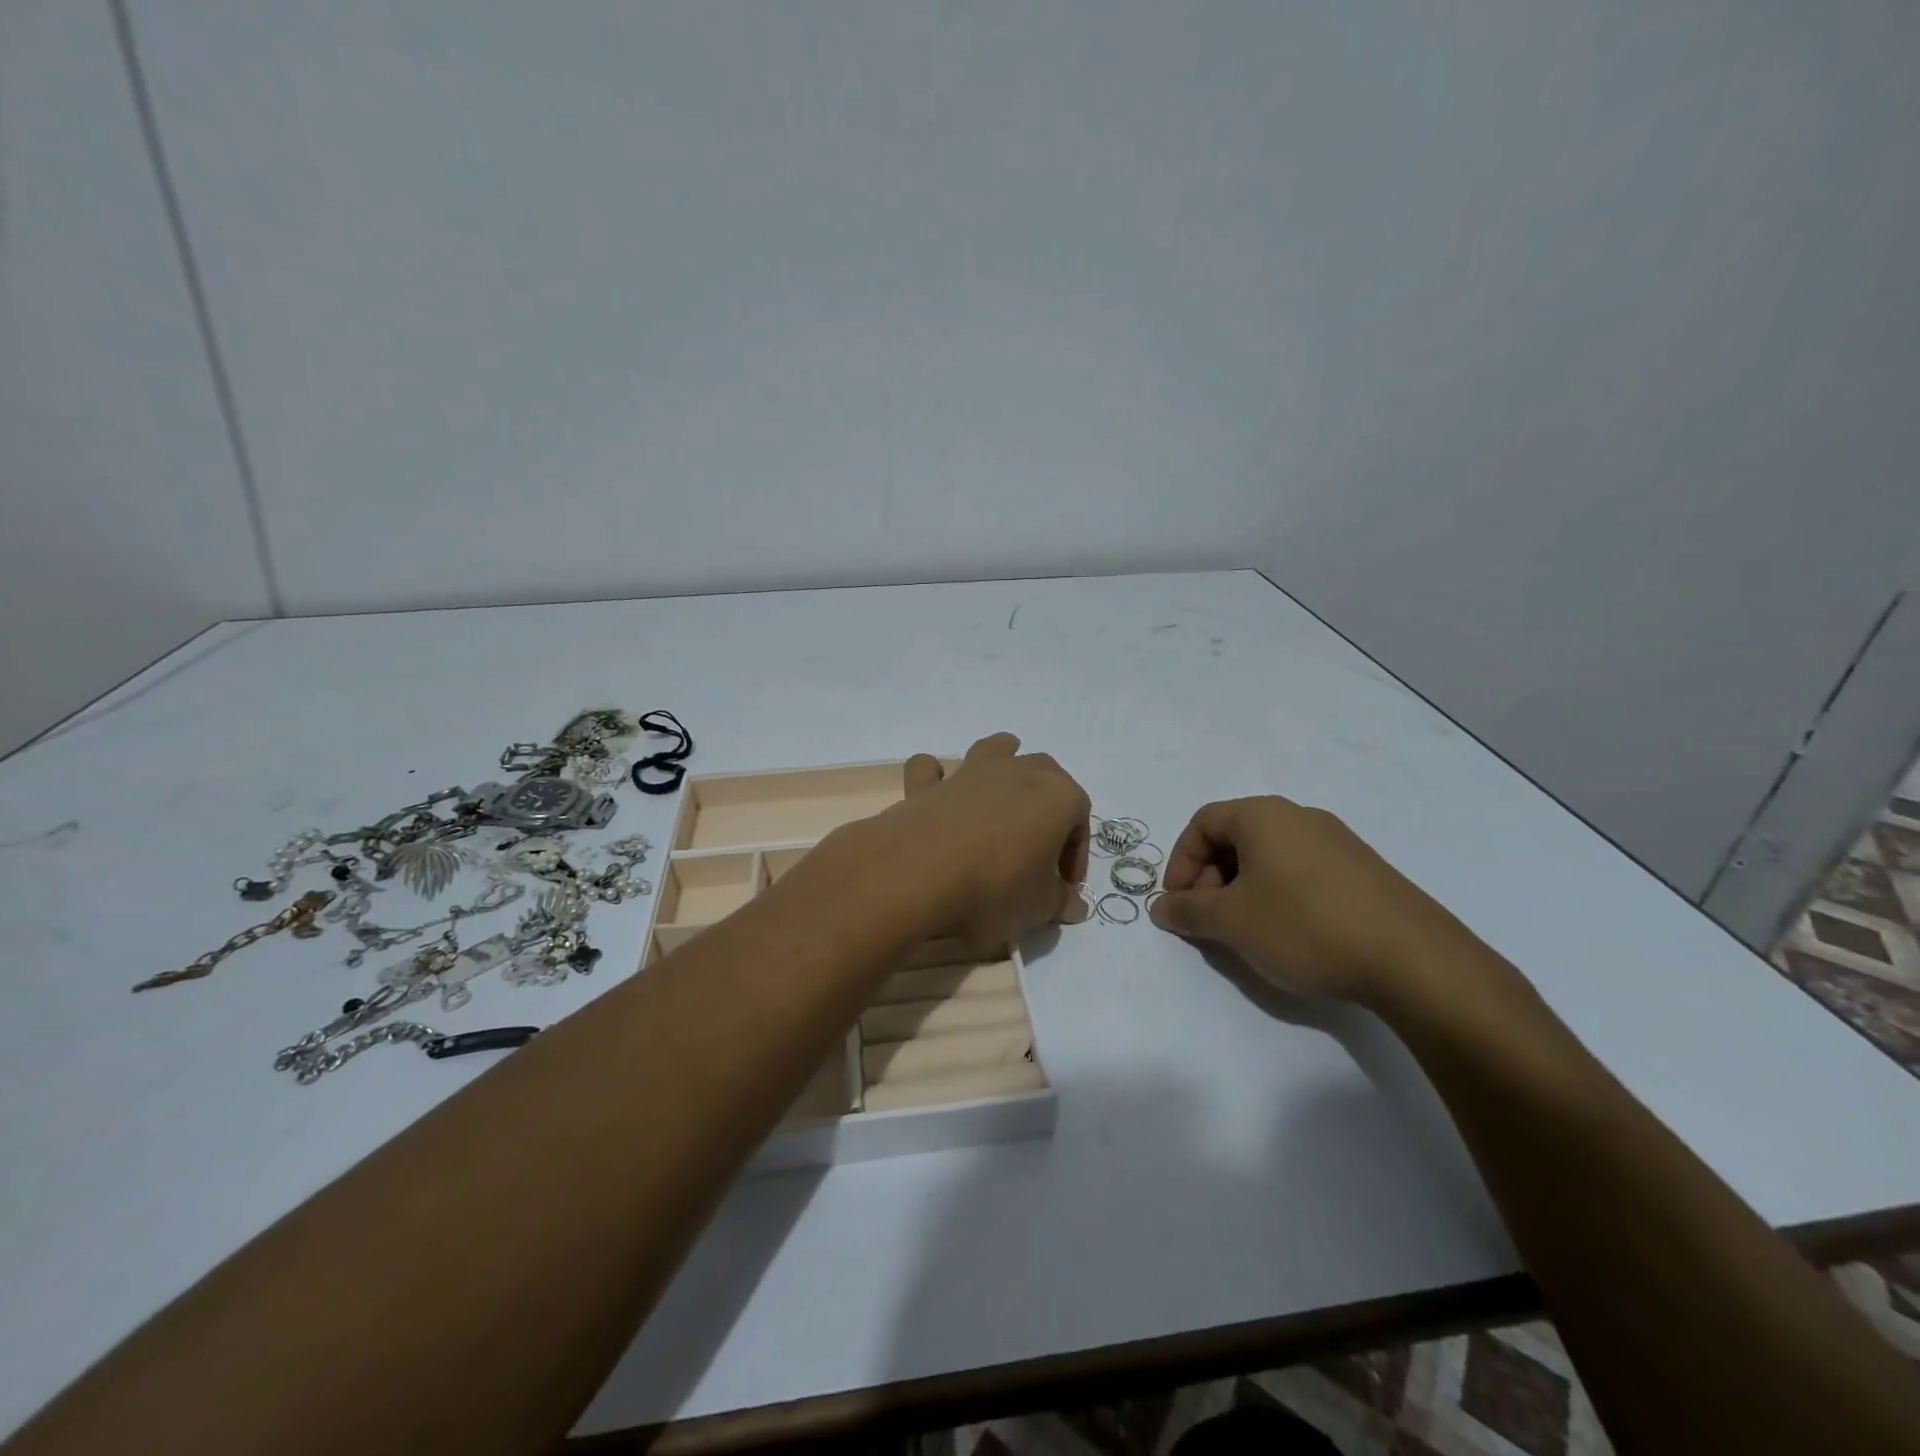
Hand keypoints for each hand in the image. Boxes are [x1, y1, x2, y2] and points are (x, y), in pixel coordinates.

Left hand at [865, 733, 1089, 953]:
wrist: (917, 874)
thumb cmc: (994, 889)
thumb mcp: (1037, 908)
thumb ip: (1059, 902)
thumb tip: (1075, 905)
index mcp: (1057, 796)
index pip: (1080, 820)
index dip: (1075, 856)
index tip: (1062, 889)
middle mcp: (1017, 772)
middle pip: (1046, 775)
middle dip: (1048, 805)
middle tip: (1038, 849)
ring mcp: (970, 773)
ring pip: (995, 751)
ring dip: (1003, 764)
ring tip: (1001, 795)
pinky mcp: (927, 785)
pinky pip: (932, 771)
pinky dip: (934, 777)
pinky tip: (935, 793)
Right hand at [1148, 795, 1480, 1010]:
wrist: (1413, 959)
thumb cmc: (1305, 926)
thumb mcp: (1232, 921)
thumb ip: (1188, 911)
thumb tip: (1160, 907)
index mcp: (1263, 816)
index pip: (1202, 823)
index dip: (1181, 862)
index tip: (1178, 903)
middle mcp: (1299, 817)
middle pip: (1235, 838)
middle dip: (1210, 879)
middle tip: (1209, 921)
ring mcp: (1337, 842)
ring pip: (1269, 857)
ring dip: (1243, 890)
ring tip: (1247, 933)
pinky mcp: (1363, 871)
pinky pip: (1302, 872)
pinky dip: (1280, 895)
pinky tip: (1290, 935)